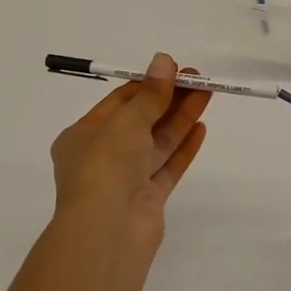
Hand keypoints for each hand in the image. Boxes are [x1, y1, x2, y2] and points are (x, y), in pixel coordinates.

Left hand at [51, 53, 211, 241]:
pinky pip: (167, 167)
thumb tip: (164, 60)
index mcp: (83, 136)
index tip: (174, 70)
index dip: (147, 84)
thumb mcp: (127, 120)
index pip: (118, 102)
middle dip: (169, 98)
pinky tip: (201, 128)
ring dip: (181, 117)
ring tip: (207, 93)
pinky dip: (183, 147)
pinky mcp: (148, 199)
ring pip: (157, 142)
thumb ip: (150, 93)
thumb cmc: (106, 165)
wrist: (107, 230)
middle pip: (141, 120)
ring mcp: (126, 180)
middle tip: (198, 78)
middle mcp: (102, 157)